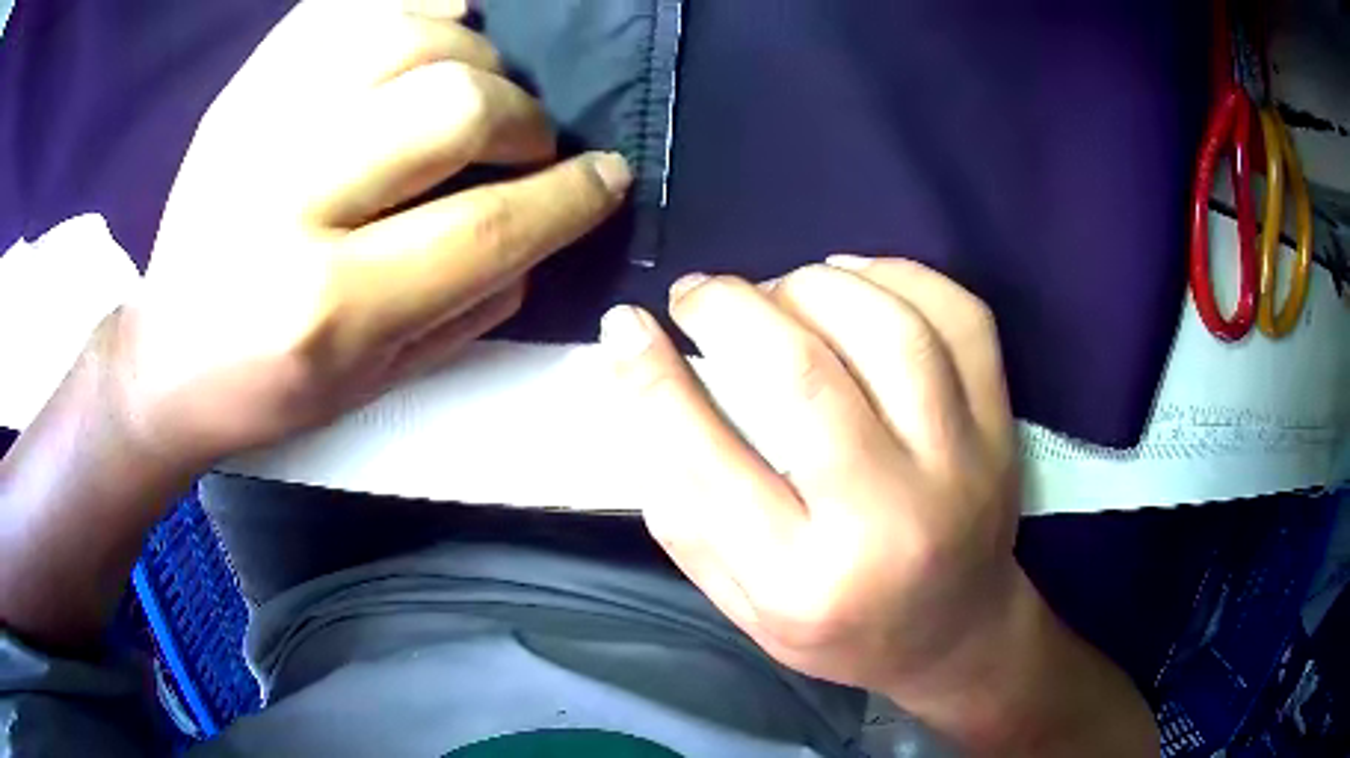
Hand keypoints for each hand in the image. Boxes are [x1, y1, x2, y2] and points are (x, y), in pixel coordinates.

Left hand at [116, 0, 630, 466]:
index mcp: (327, 307)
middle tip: (526, 141)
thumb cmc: (270, 389)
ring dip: (474, 54)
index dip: (571, 194)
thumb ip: (474, 305)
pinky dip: (411, 4)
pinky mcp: (240, 92)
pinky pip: (341, 9)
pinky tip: (434, 27)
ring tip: (477, 86)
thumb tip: (547, 222)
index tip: (608, 177)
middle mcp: (286, 203)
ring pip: (406, 36)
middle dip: (522, 117)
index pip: (487, 226)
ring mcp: (255, 129)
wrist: (165, 360)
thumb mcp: (379, 381)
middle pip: (454, 106)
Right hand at [602, 258, 1156, 754]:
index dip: (651, 376)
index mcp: (806, 582)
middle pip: (805, 375)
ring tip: (776, 290)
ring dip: (813, 285)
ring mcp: (963, 465)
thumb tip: (646, 391)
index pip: (707, 459)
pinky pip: (961, 316)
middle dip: (732, 309)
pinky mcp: (1000, 427)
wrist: (955, 634)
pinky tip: (854, 279)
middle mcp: (890, 520)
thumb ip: (687, 514)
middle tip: (698, 295)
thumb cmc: (841, 629)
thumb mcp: (744, 605)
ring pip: (889, 330)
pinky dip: (899, 275)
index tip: (624, 324)